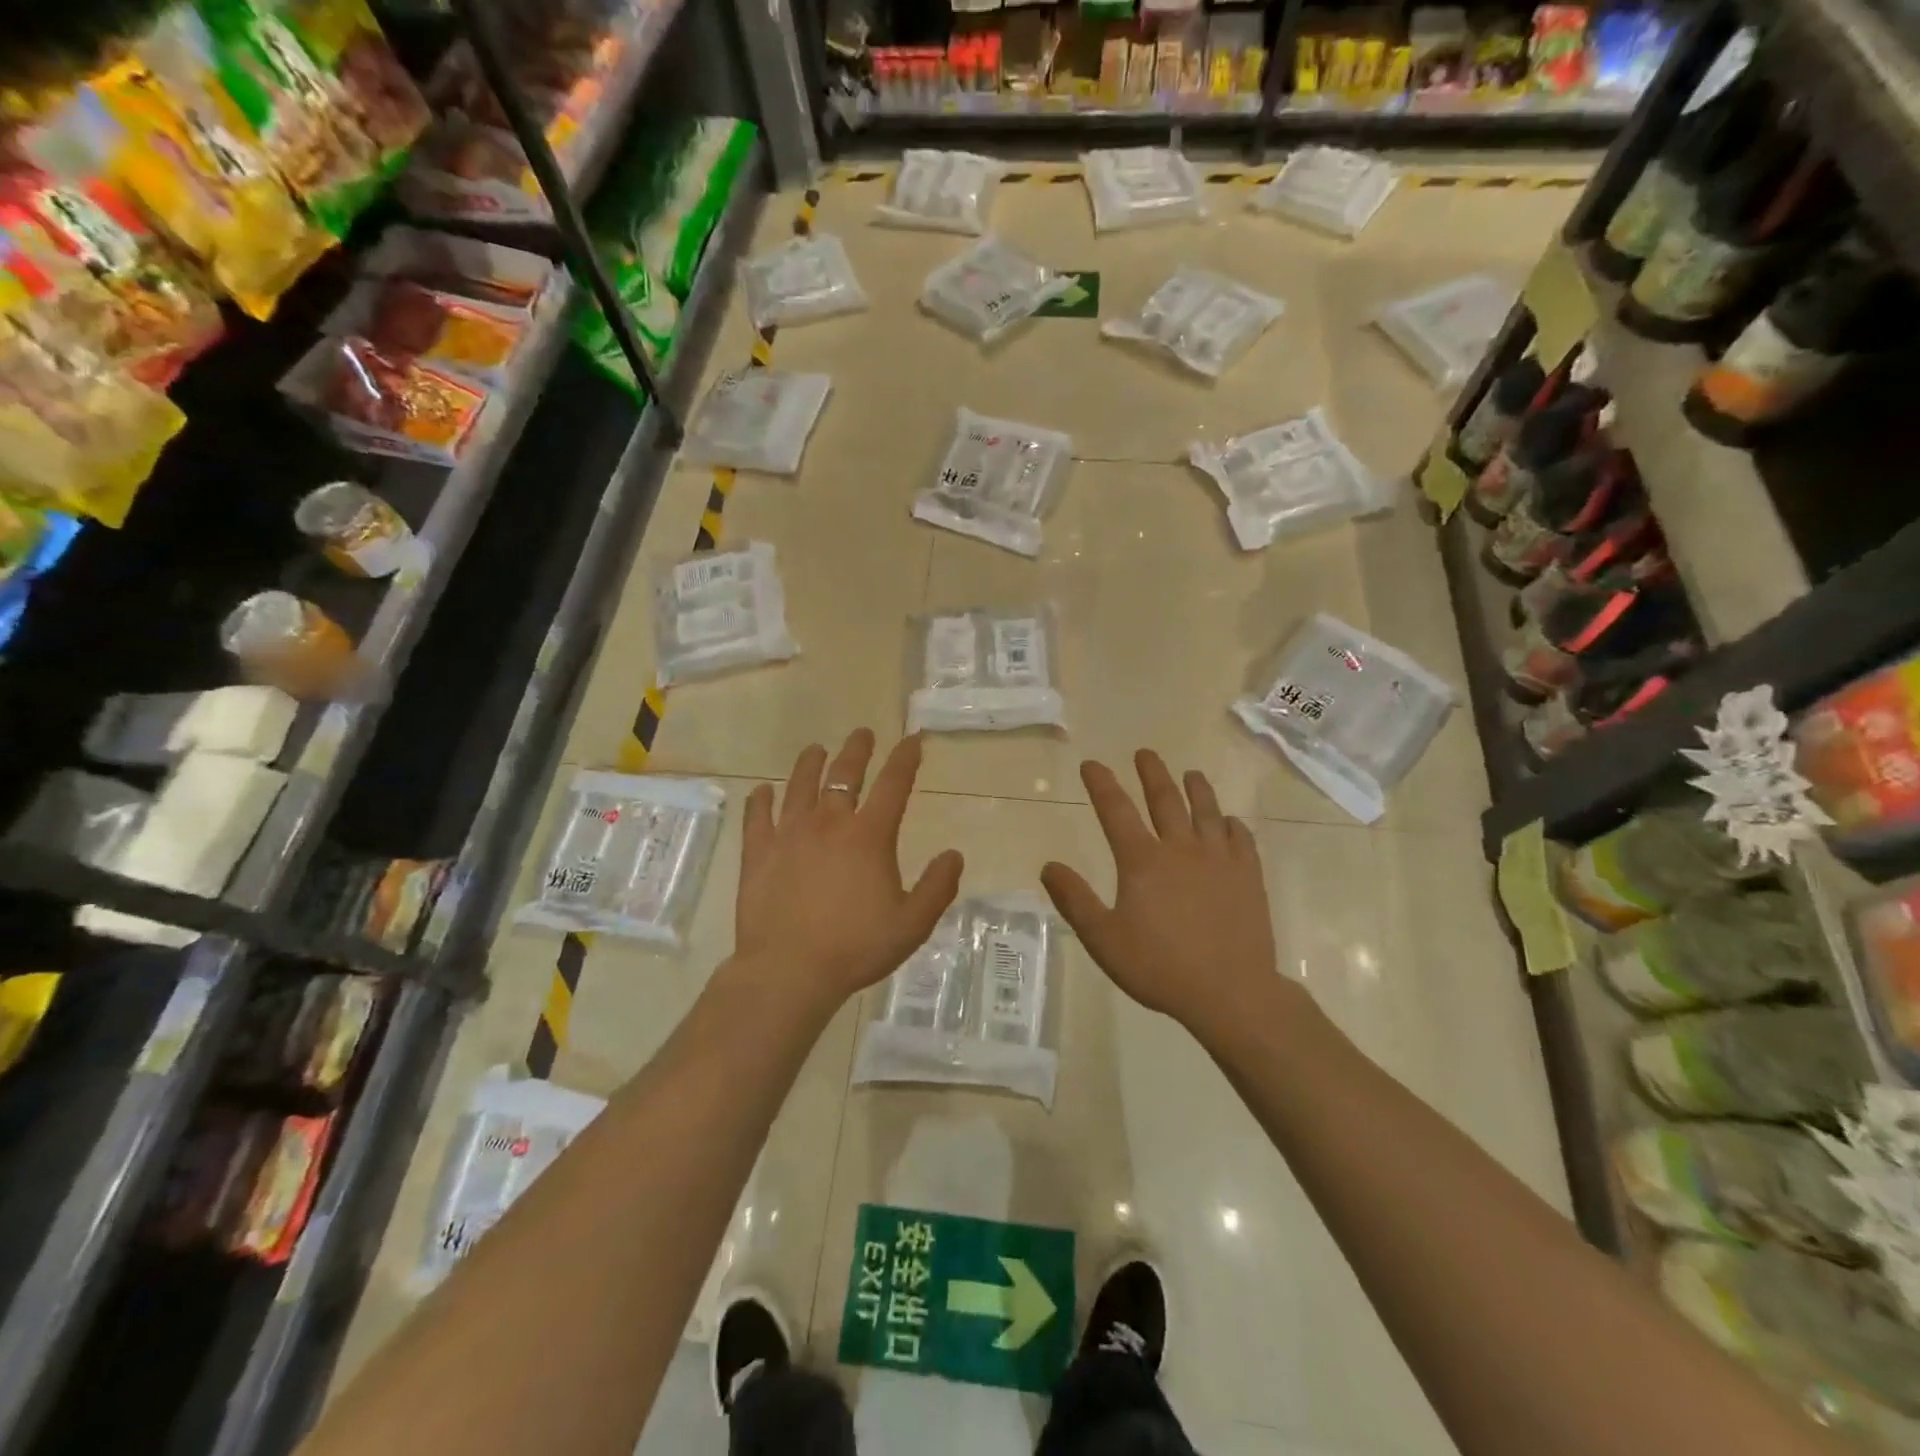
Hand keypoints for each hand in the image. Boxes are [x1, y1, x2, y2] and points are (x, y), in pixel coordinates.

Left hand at [733, 729, 963, 1015]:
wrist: (789, 970)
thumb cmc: (855, 947)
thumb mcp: (912, 924)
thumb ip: (937, 887)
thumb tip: (954, 854)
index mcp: (869, 837)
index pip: (894, 785)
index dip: (905, 759)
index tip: (912, 740)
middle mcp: (829, 824)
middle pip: (844, 774)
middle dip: (857, 750)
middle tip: (862, 734)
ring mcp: (789, 835)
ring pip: (800, 786)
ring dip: (810, 764)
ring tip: (815, 750)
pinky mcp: (758, 853)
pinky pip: (758, 817)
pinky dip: (761, 800)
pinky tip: (762, 791)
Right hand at [1041, 751, 1287, 1041]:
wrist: (1231, 992)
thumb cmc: (1160, 967)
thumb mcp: (1103, 939)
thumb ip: (1075, 900)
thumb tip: (1049, 866)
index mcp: (1142, 860)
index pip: (1116, 810)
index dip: (1101, 784)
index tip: (1091, 764)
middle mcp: (1181, 849)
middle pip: (1165, 800)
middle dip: (1152, 774)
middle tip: (1145, 753)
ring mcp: (1219, 860)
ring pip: (1207, 811)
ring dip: (1196, 789)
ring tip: (1190, 773)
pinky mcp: (1248, 876)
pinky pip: (1241, 839)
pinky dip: (1232, 825)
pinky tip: (1229, 822)